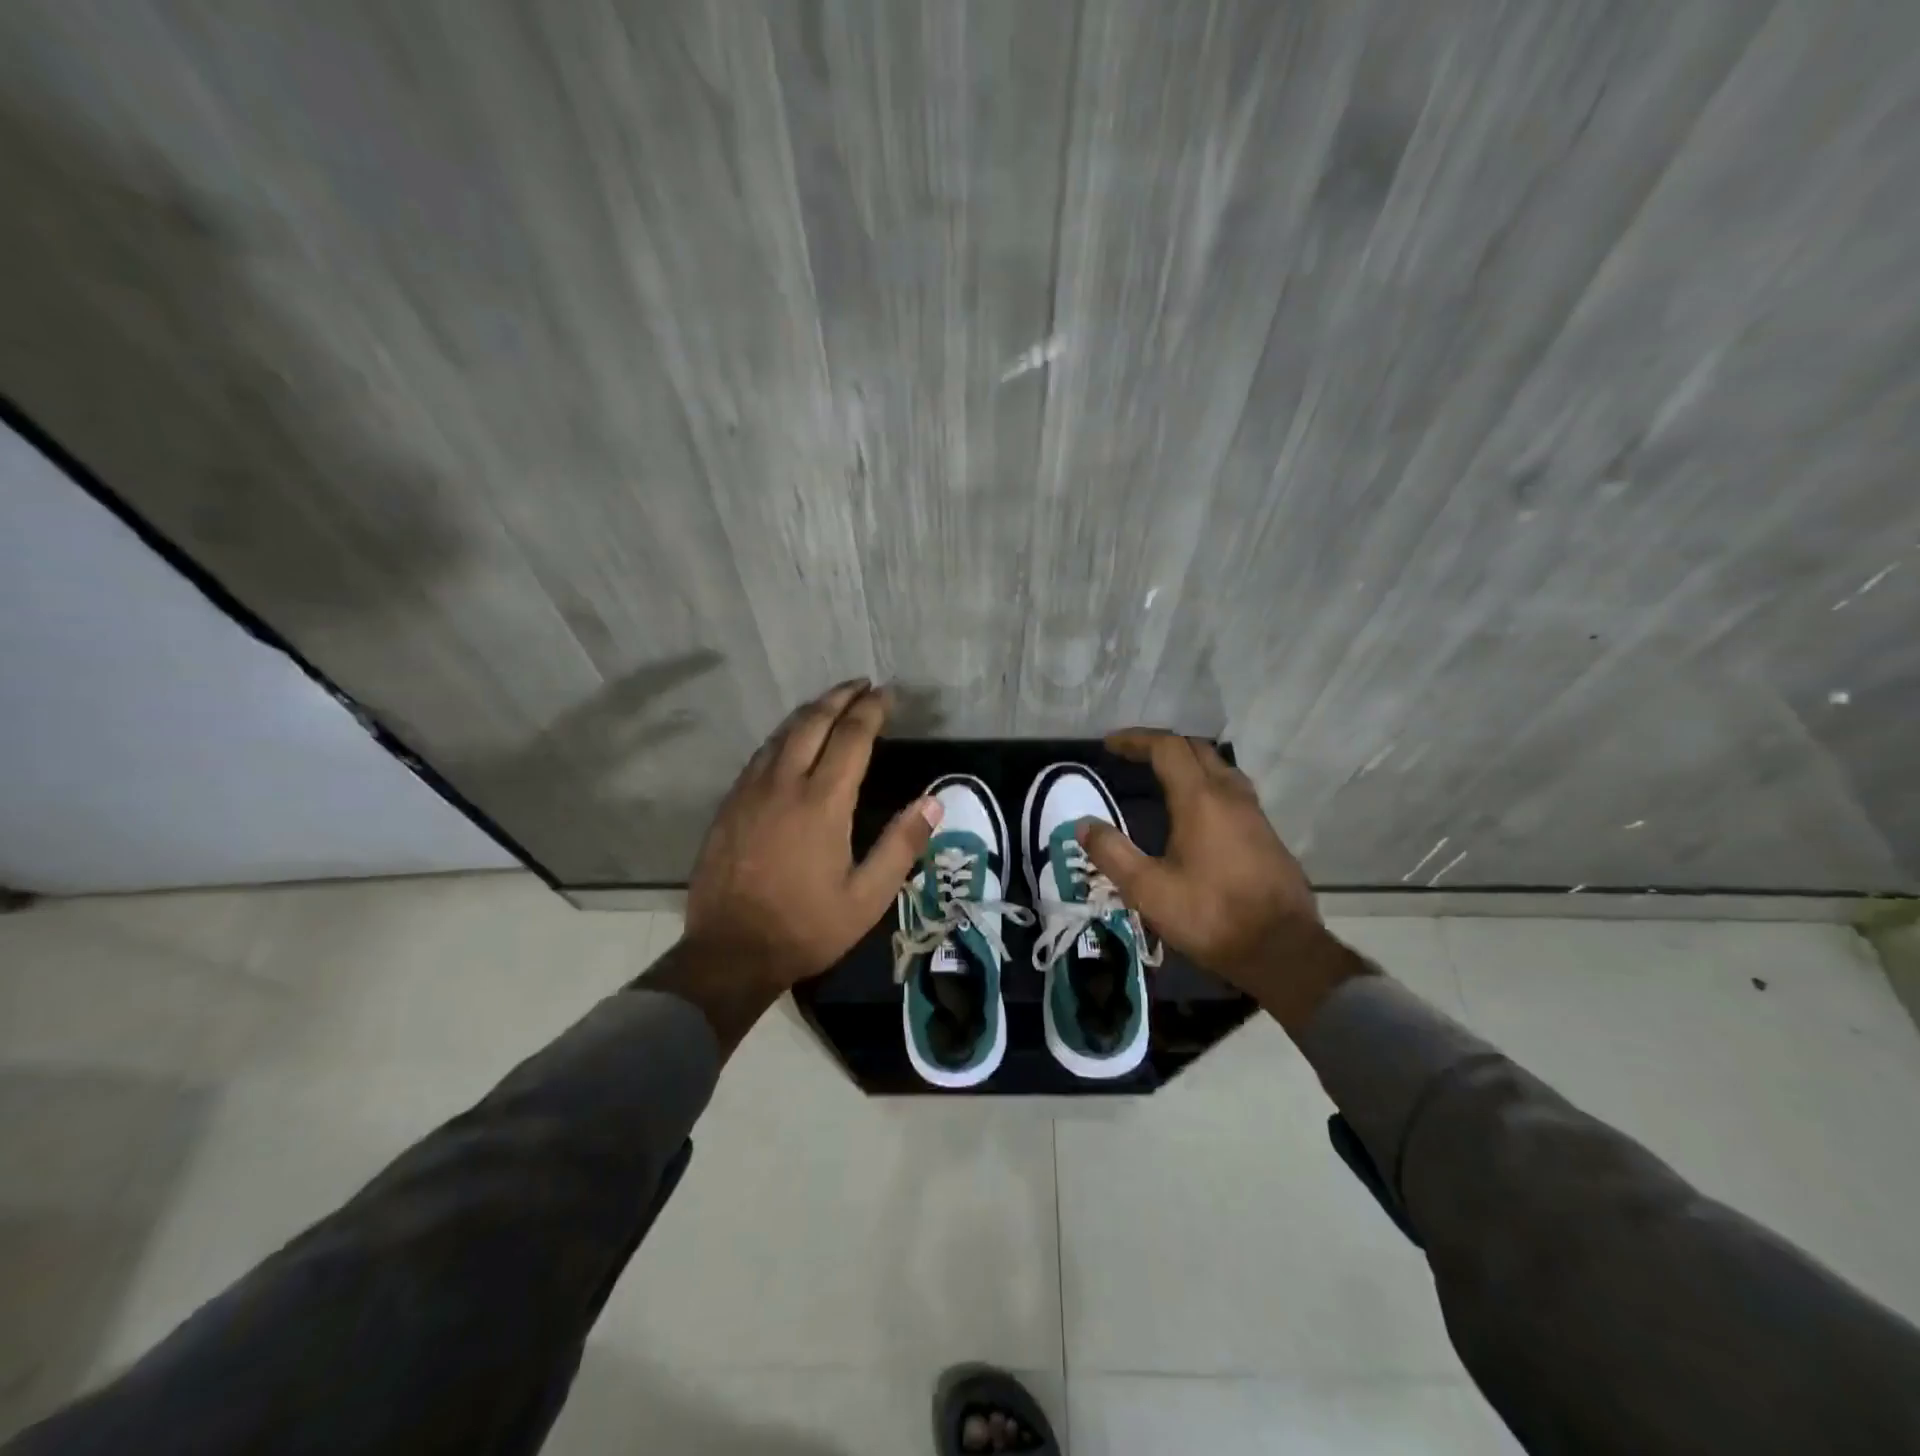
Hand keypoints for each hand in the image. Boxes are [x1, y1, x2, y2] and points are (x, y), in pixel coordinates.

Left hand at [683, 680, 940, 988]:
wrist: (729, 952)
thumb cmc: (806, 927)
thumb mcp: (868, 897)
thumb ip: (901, 845)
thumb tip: (933, 802)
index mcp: (823, 802)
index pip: (851, 737)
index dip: (871, 710)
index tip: (887, 694)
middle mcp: (784, 784)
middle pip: (813, 722)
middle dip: (840, 697)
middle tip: (861, 685)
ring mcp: (750, 791)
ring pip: (782, 734)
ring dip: (810, 712)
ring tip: (831, 703)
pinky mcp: (729, 805)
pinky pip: (760, 755)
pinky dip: (783, 736)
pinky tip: (789, 741)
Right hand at [1076, 729, 1365, 1030]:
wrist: (1283, 951)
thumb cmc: (1211, 916)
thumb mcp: (1148, 890)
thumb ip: (1112, 853)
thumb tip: (1083, 825)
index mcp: (1200, 800)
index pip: (1167, 748)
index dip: (1136, 740)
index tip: (1110, 744)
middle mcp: (1231, 796)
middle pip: (1196, 749)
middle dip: (1161, 745)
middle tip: (1133, 756)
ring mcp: (1254, 814)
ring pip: (1220, 768)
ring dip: (1188, 763)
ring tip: (1162, 777)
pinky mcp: (1267, 835)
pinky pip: (1233, 791)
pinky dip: (1207, 784)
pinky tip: (1197, 812)